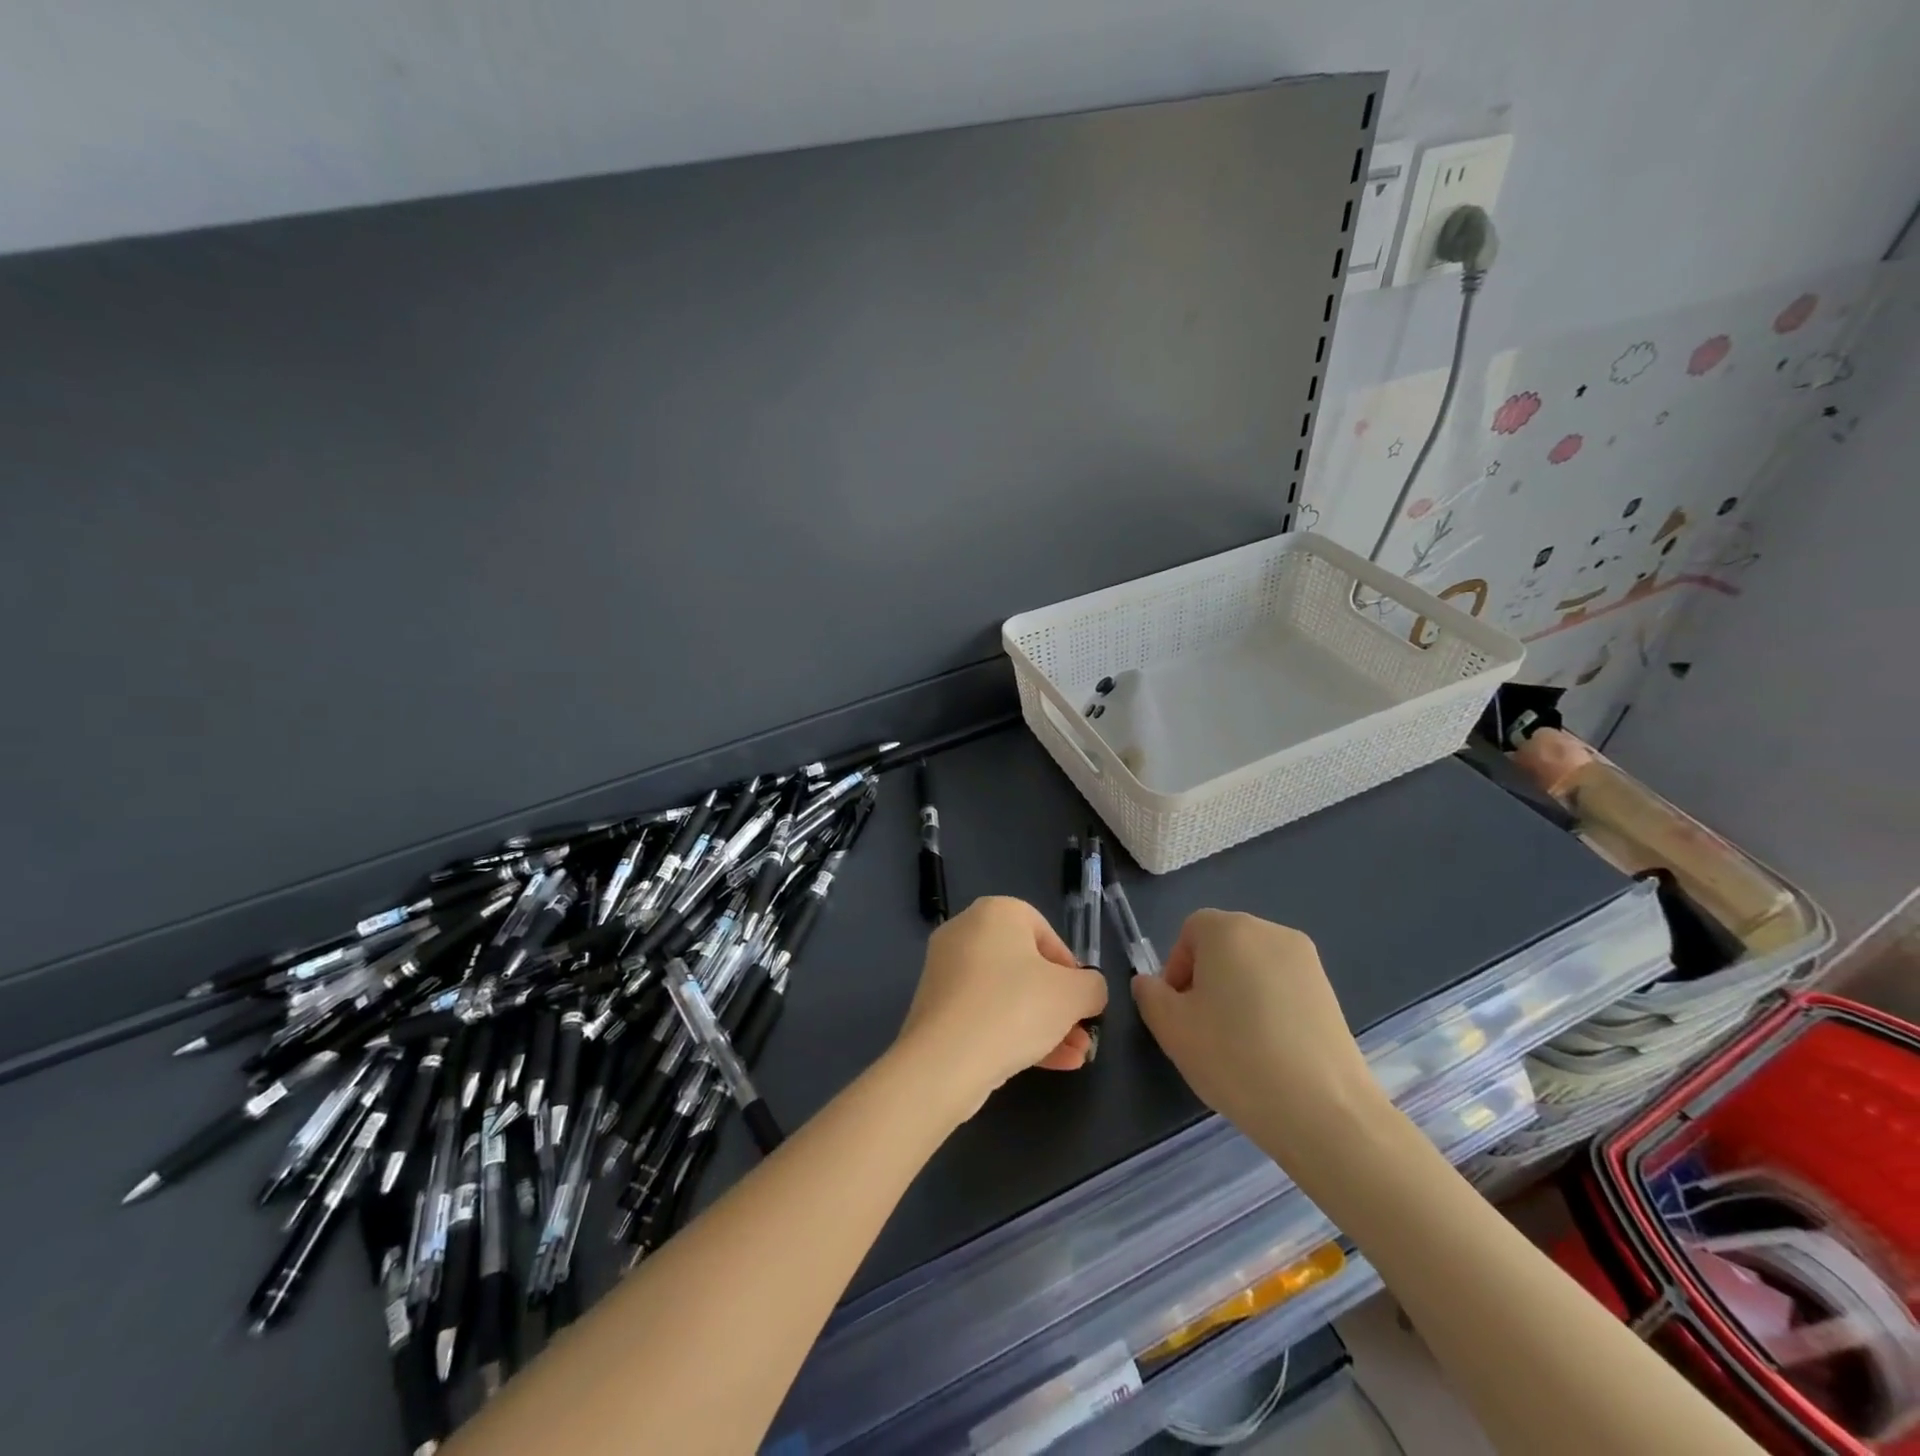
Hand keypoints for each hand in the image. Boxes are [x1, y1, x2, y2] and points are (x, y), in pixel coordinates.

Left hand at [893, 897, 1108, 1118]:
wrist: (945, 1061)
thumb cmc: (1015, 1008)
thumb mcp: (1073, 995)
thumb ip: (1092, 987)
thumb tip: (1089, 991)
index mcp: (996, 912)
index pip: (1045, 933)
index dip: (1071, 968)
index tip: (1083, 1000)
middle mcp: (965, 932)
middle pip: (1026, 967)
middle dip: (1060, 1004)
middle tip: (1082, 1034)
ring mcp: (946, 971)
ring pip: (1007, 995)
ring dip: (1044, 1024)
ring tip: (1074, 1057)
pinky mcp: (937, 1008)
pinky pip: (985, 1013)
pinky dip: (1014, 1033)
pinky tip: (1048, 1065)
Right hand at [1131, 910, 1388, 1169]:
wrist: (1323, 1111)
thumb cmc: (1234, 1057)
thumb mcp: (1171, 1028)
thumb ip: (1150, 995)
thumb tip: (1151, 983)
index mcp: (1228, 929)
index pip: (1190, 931)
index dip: (1176, 968)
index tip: (1178, 1011)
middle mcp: (1270, 932)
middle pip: (1224, 945)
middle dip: (1206, 979)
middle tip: (1203, 1028)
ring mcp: (1306, 962)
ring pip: (1254, 967)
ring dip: (1238, 994)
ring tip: (1239, 1044)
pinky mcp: (1330, 992)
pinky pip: (1283, 988)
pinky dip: (1269, 1008)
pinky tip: (1271, 1052)